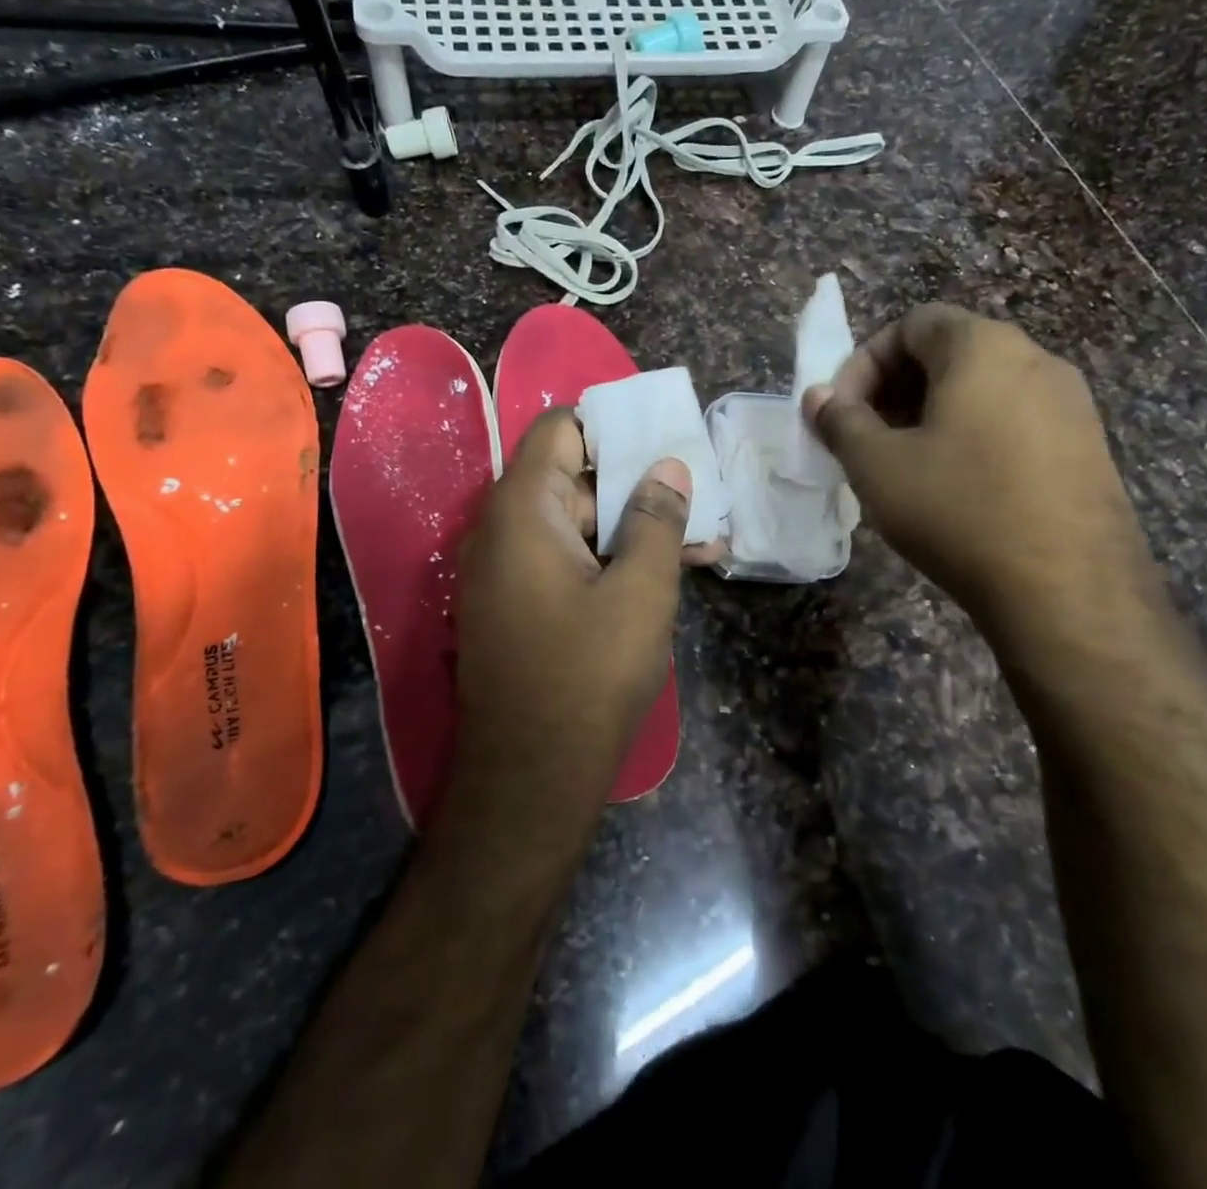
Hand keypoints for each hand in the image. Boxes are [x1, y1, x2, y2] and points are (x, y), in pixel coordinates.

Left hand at [450, 409, 690, 814]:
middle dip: (638, 485)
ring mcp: (507, 570)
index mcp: (522, 509)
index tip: (663, 439)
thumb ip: (655, 519)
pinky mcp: (518, 605)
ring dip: (635, 529)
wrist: (530, 779)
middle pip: (574, 478)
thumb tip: (667, 467)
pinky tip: (668, 574)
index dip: (612, 427)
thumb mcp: (640, 591)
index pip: (560, 430)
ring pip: (578, 525)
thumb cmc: (587, 676)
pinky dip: (610, 560)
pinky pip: (567, 561)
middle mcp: (502, 529)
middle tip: (699, 497)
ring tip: (703, 541)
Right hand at [804, 304, 1154, 628]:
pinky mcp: (1088, 447)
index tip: (842, 411)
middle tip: (866, 437)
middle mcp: (1036, 359)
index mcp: (983, 347)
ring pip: (983, 388)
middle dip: (894, 388)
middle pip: (949, 352)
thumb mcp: (877, 465)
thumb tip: (818, 398)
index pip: (912, 323)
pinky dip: (973, 436)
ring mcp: (1071, 404)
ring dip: (931, 414)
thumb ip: (840, 422)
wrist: (1068, 589)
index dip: (864, 362)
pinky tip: (956, 486)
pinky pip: (1015, 420)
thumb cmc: (958, 509)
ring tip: (905, 464)